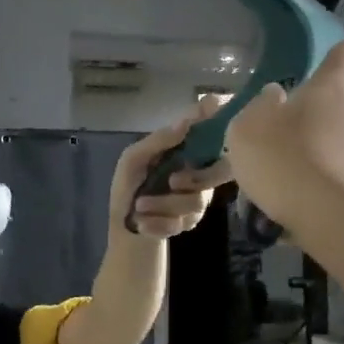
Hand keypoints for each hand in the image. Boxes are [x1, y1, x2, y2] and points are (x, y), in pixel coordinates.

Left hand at [110, 94, 233, 239]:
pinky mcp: (192, 220)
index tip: (215, 117)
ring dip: (162, 205)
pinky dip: (158, 223)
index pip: (212, 132)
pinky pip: (184, 221)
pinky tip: (143, 222)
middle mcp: (198, 170)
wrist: (124, 226)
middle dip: (193, 180)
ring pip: (196, 201)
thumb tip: (185, 122)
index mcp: (185, 150)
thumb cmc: (128, 186)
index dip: (219, 124)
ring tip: (139, 206)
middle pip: (216, 172)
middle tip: (171, 181)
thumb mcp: (133, 159)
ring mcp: (198, 196)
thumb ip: (158, 141)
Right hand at [224, 41, 343, 230]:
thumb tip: (277, 97)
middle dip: (315, 125)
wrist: (331, 218)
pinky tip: (301, 210)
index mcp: (332, 90)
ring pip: (342, 148)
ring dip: (319, 161)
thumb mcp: (248, 128)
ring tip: (287, 188)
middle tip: (282, 148)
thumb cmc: (284, 159)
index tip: (319, 72)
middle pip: (340, 109)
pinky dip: (326, 191)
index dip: (335, 59)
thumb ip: (261, 107)